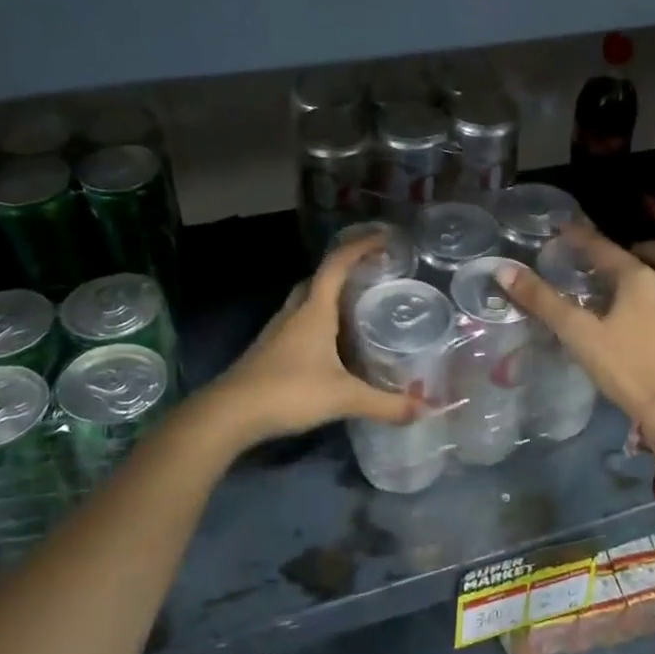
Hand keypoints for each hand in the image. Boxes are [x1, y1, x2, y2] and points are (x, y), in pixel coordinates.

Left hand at [206, 238, 418, 447]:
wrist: (229, 414)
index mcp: (314, 310)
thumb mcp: (343, 397)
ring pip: (307, 302)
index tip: (384, 239)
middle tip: (373, 277)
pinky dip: (320, 324)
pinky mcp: (270, 351)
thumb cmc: (289, 392)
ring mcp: (278, 332)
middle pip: (320, 279)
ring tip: (358, 308)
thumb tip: (425, 409)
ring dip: (331, 298)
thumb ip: (385, 404)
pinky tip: (333, 346)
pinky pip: (300, 324)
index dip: (360, 247)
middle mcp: (295, 313)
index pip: (337, 265)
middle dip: (345, 271)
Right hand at [502, 229, 654, 451]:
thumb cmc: (625, 366)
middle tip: (615, 261)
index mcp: (639, 278)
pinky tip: (641, 310)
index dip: (581, 237)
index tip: (563, 229)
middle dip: (643, 246)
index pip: (605, 248)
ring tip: (630, 282)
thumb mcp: (578, 333)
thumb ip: (543, 301)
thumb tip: (506, 271)